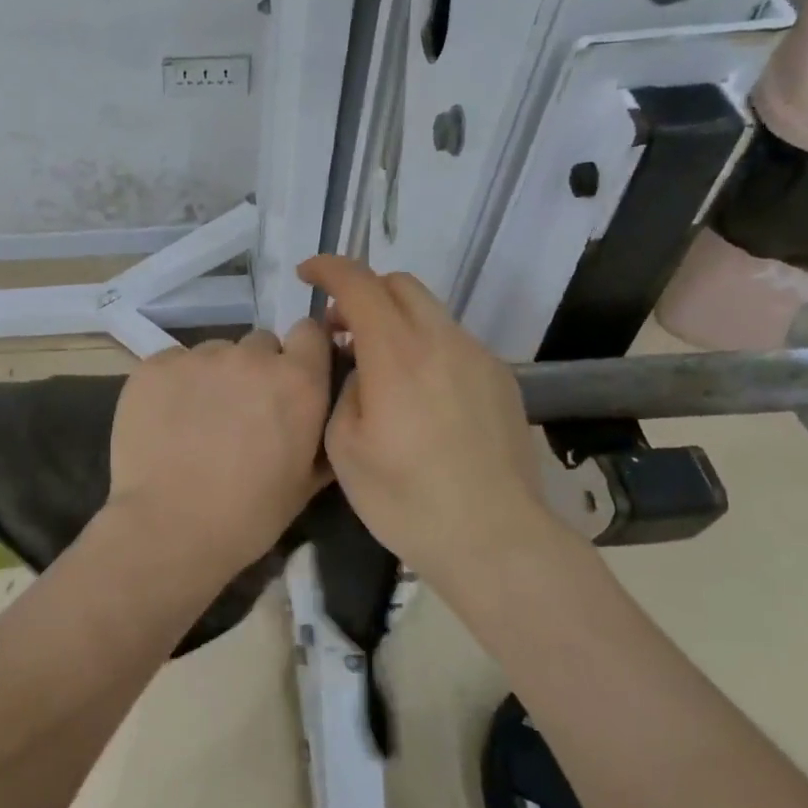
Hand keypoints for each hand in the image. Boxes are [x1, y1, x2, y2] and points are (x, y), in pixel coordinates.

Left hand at [108, 324, 333, 561]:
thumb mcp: (305, 483)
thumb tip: (325, 411)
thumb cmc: (248, 515)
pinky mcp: (154, 365)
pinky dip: (174, 383)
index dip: (302, 353)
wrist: (170, 526)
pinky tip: (166, 420)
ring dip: (214, 376)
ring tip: (197, 419)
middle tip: (241, 410)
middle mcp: (251, 357)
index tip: (291, 378)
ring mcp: (199, 357)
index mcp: (297, 381)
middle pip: (260, 343)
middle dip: (256, 369)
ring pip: (215, 352)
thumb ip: (321, 434)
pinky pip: (174, 362)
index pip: (310, 332)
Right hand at [298, 255, 557, 584]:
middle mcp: (442, 342)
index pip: (360, 284)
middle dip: (363, 291)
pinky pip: (453, 342)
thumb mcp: (345, 448)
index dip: (328, 268)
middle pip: (400, 284)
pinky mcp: (501, 380)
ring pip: (430, 312)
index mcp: (397, 355)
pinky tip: (418, 396)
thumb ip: (345, 389)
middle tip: (340, 330)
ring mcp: (478, 358)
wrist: (495, 539)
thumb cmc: (406, 500)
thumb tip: (362, 370)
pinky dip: (424, 346)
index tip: (306, 274)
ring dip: (395, 320)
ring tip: (378, 367)